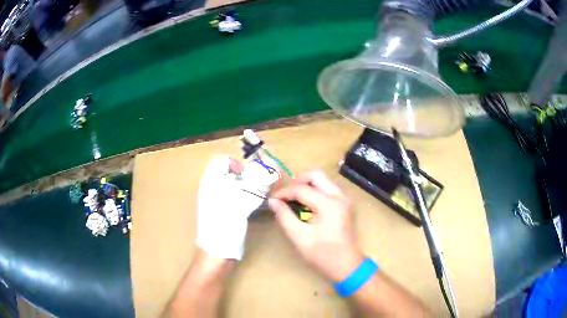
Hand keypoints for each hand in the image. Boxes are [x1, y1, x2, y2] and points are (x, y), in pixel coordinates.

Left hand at [197, 155, 278, 259]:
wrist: (217, 253)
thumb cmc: (224, 226)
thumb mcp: (240, 203)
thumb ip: (256, 185)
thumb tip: (272, 169)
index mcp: (210, 183)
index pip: (221, 162)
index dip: (236, 164)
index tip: (248, 175)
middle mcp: (212, 190)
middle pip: (229, 173)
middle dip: (247, 175)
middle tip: (260, 184)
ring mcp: (218, 202)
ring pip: (235, 185)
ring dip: (249, 186)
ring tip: (261, 194)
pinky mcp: (224, 212)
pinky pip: (236, 197)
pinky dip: (247, 197)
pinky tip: (256, 204)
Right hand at [268, 171, 362, 281]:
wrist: (347, 265)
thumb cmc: (323, 255)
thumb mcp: (299, 237)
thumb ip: (285, 217)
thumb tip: (273, 201)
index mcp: (328, 204)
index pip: (301, 189)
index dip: (284, 192)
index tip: (273, 200)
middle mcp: (339, 196)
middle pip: (316, 175)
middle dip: (297, 181)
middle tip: (286, 195)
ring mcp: (344, 199)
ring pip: (323, 180)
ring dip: (307, 185)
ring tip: (294, 199)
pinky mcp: (345, 204)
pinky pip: (328, 188)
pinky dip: (315, 191)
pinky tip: (307, 204)